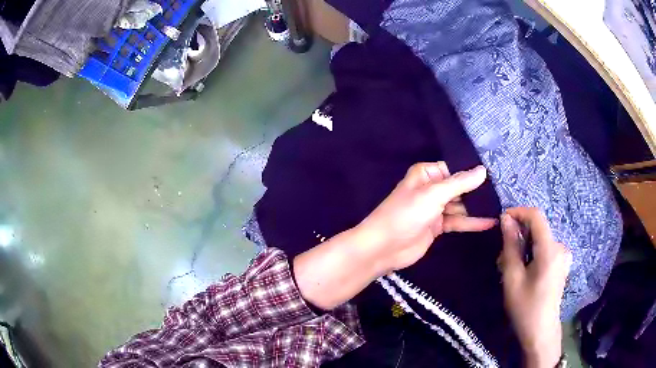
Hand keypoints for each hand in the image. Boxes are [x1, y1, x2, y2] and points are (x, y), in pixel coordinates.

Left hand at [294, 162, 495, 309]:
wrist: (383, 247)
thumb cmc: (406, 214)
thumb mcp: (434, 195)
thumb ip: (460, 183)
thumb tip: (483, 170)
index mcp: (427, 174)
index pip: (455, 168)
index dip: (473, 171)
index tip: (497, 172)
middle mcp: (432, 188)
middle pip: (460, 187)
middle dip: (479, 190)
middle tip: (505, 190)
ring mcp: (435, 208)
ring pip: (461, 205)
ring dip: (478, 207)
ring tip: (502, 206)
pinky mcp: (438, 226)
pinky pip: (458, 222)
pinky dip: (472, 223)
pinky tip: (490, 222)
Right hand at [499, 208, 571, 367]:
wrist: (541, 331)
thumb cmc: (525, 307)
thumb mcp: (513, 278)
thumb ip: (510, 246)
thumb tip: (506, 219)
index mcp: (550, 250)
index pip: (536, 216)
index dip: (519, 212)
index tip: (501, 220)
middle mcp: (560, 247)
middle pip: (538, 229)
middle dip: (519, 235)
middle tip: (502, 256)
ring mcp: (563, 255)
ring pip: (540, 240)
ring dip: (524, 246)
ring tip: (510, 267)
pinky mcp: (561, 263)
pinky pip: (545, 249)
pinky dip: (532, 253)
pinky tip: (523, 270)